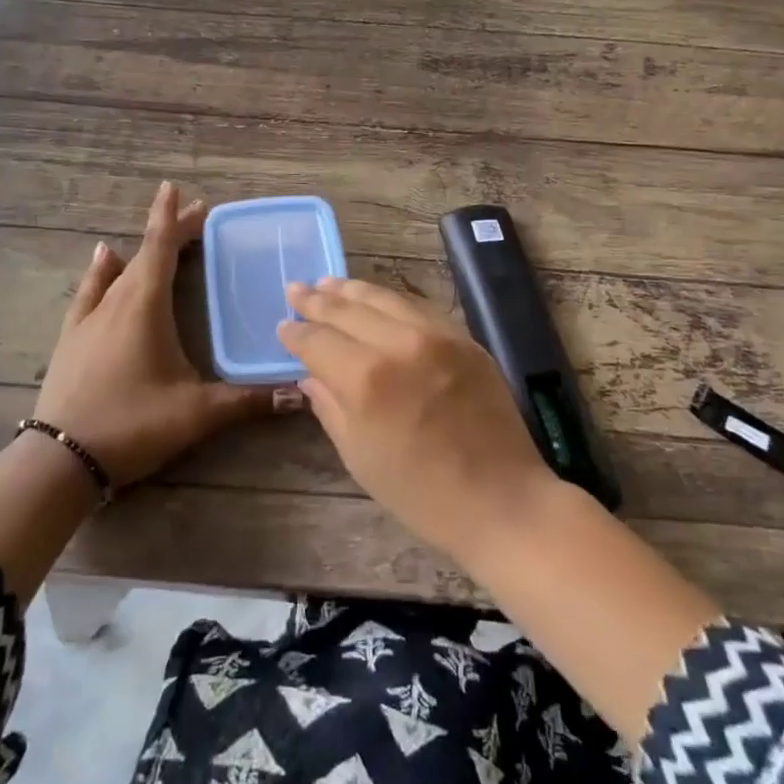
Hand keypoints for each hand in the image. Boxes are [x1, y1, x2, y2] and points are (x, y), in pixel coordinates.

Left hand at [34, 181, 287, 487]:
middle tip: (197, 216)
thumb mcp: (196, 413)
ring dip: (142, 251)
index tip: (177, 188)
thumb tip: (298, 394)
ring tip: (159, 237)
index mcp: (144, 306)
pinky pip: (90, 291)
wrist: (60, 459)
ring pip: (119, 270)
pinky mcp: (71, 338)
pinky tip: (102, 258)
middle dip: (170, 233)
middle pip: (145, 254)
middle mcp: (115, 301)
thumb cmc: (132, 424)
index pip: (161, 248)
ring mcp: (88, 319)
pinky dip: (101, 271)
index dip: (172, 217)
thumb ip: (248, 401)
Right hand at [277, 277, 558, 559]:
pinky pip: (418, 307)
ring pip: (385, 298)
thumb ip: (330, 406)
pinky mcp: (464, 338)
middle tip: (295, 289)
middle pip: (348, 310)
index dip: (295, 333)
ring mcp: (437, 336)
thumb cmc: (420, 493)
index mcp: (366, 379)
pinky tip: (377, 299)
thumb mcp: (359, 456)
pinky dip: (391, 299)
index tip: (282, 326)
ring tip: (328, 283)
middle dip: (317, 300)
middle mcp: (400, 344)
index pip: (318, 341)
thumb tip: (311, 375)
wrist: (501, 500)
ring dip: (352, 289)